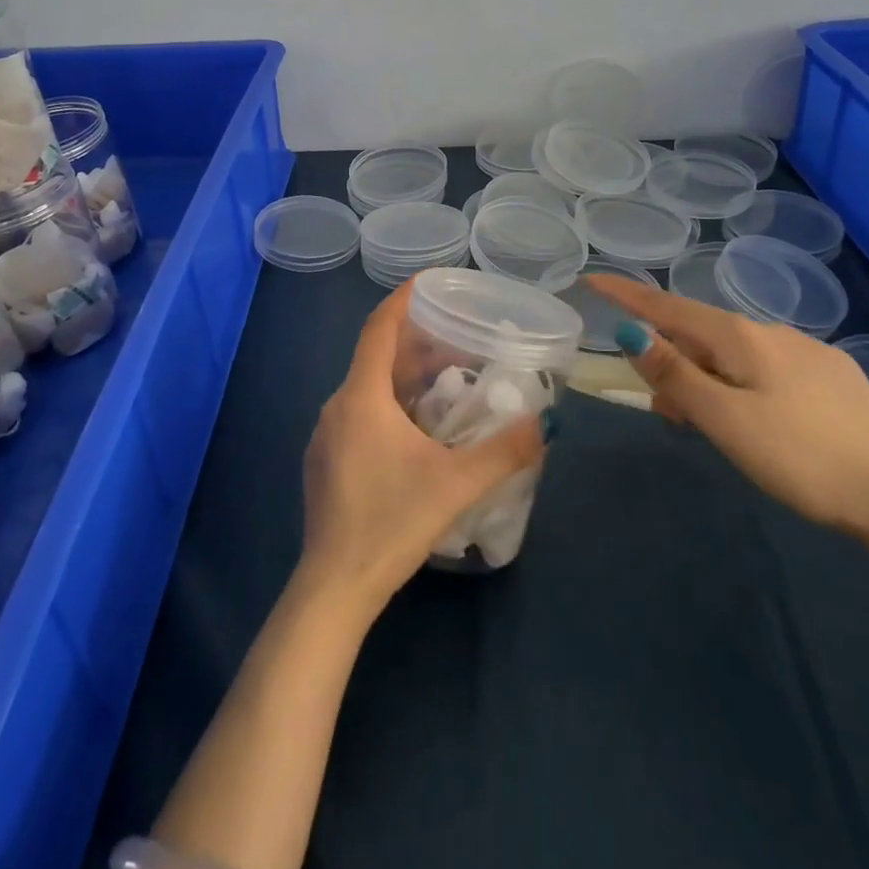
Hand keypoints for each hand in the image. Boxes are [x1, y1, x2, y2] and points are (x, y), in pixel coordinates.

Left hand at [298, 285, 544, 617]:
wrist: (334, 587)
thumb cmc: (391, 522)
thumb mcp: (456, 484)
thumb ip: (503, 452)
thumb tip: (544, 424)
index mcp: (361, 397)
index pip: (379, 329)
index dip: (402, 300)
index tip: (428, 281)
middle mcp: (337, 406)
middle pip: (376, 357)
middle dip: (415, 344)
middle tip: (457, 341)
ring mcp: (325, 435)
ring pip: (367, 388)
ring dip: (403, 378)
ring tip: (445, 384)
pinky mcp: (324, 461)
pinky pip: (358, 414)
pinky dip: (388, 405)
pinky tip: (416, 431)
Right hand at [584, 276, 868, 539]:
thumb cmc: (800, 457)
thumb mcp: (724, 419)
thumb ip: (675, 374)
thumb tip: (630, 330)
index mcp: (740, 338)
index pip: (668, 306)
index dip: (626, 294)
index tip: (591, 279)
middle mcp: (772, 332)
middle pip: (700, 334)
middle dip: (671, 361)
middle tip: (665, 413)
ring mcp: (808, 353)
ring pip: (735, 354)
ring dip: (706, 378)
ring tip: (709, 426)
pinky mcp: (834, 378)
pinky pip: (767, 368)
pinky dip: (740, 384)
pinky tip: (759, 421)